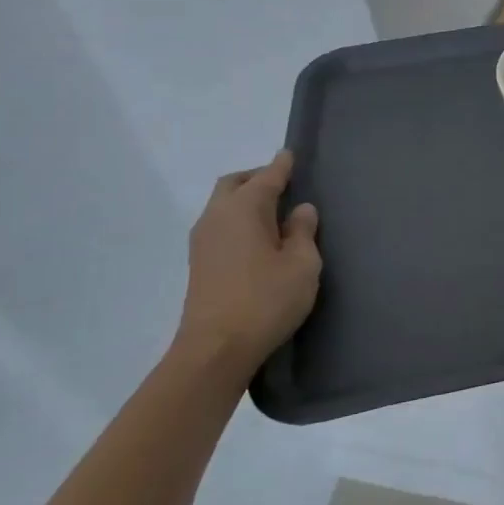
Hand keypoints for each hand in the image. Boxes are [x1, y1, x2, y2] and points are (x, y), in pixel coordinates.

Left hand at [173, 151, 321, 378]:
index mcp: (244, 209)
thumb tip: (300, 210)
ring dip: (246, 201)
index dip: (281, 166)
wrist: (216, 349)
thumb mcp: (302, 264)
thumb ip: (303, 232)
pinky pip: (220, 225)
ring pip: (223, 205)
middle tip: (284, 185)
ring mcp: (203, 241)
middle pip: (235, 184)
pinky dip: (238, 220)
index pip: (267, 177)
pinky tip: (258, 238)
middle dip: (258, 179)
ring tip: (275, 213)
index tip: (291, 155)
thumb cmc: (266, 300)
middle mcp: (217, 217)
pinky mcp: (199, 263)